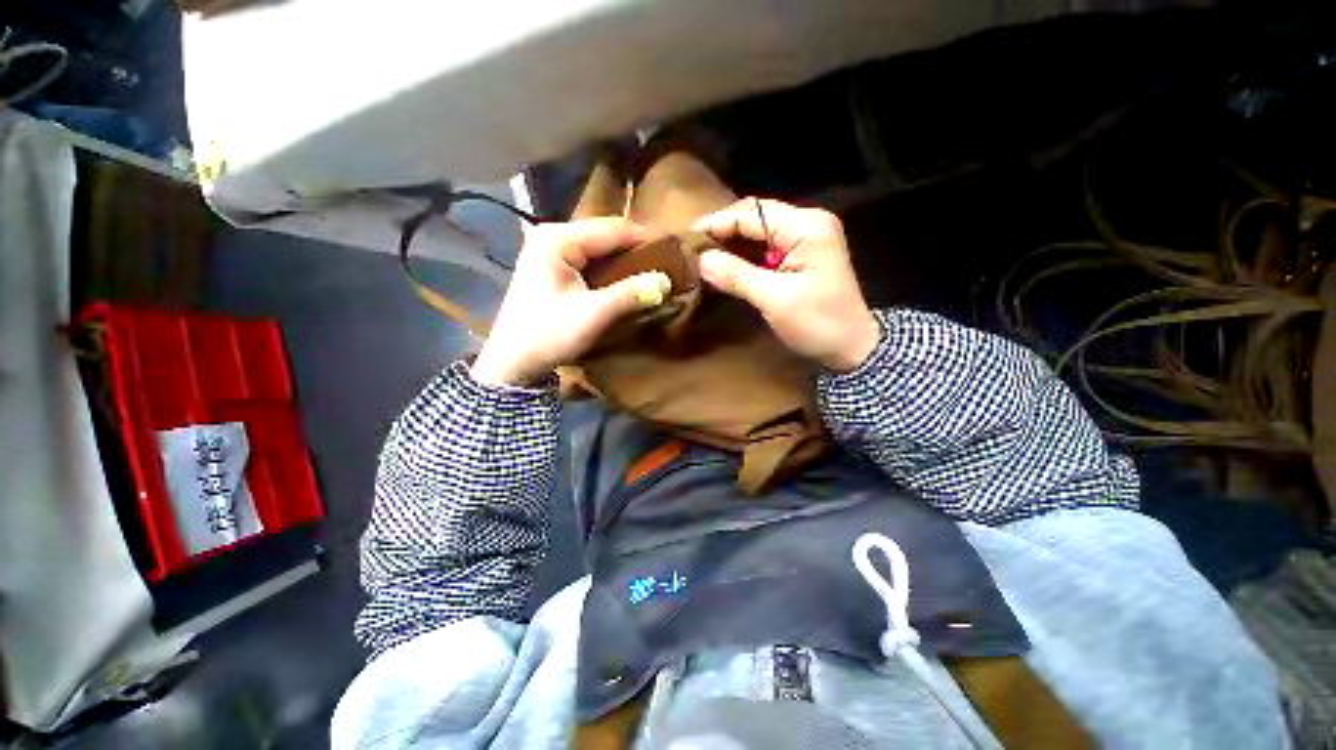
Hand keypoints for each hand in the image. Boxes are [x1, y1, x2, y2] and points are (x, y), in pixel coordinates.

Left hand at [472, 218, 671, 386]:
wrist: (513, 363)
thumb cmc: (549, 335)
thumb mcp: (593, 314)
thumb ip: (630, 294)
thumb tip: (666, 280)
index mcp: (558, 239)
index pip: (613, 229)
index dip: (646, 239)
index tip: (674, 253)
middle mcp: (553, 236)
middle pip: (605, 235)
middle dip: (636, 250)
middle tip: (665, 266)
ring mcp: (550, 251)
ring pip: (599, 248)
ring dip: (625, 261)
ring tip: (652, 273)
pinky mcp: (553, 268)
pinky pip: (590, 261)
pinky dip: (611, 270)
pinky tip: (627, 281)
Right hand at [693, 199, 880, 371]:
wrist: (852, 345)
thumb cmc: (819, 323)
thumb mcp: (775, 300)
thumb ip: (737, 276)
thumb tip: (701, 259)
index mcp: (806, 227)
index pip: (752, 213)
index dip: (717, 223)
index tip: (688, 239)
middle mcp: (807, 222)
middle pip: (755, 215)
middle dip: (722, 230)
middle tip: (692, 247)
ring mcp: (806, 236)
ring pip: (758, 229)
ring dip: (731, 241)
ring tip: (702, 254)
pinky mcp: (801, 253)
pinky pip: (765, 245)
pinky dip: (743, 253)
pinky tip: (725, 262)